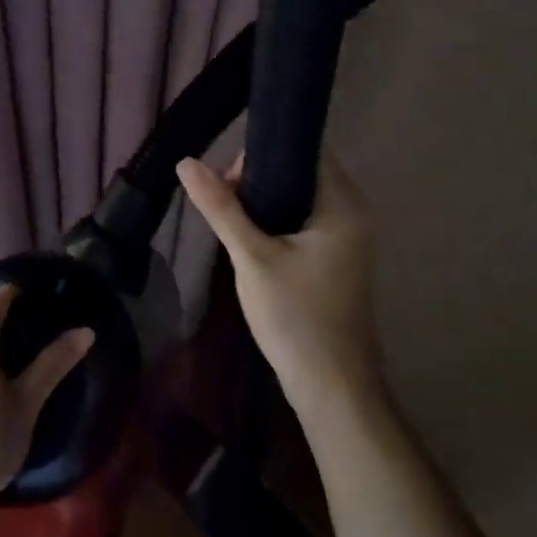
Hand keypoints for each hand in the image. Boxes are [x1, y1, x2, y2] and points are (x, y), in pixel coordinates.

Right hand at [177, 150, 383, 423]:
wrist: (331, 387)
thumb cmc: (296, 317)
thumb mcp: (252, 257)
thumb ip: (221, 207)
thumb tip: (186, 162)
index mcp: (341, 204)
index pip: (307, 148)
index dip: (266, 148)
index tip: (229, 170)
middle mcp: (350, 212)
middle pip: (300, 170)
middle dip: (257, 176)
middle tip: (222, 200)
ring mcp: (344, 237)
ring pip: (297, 196)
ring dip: (262, 200)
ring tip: (227, 217)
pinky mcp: (332, 258)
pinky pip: (300, 220)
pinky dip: (273, 220)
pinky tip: (245, 238)